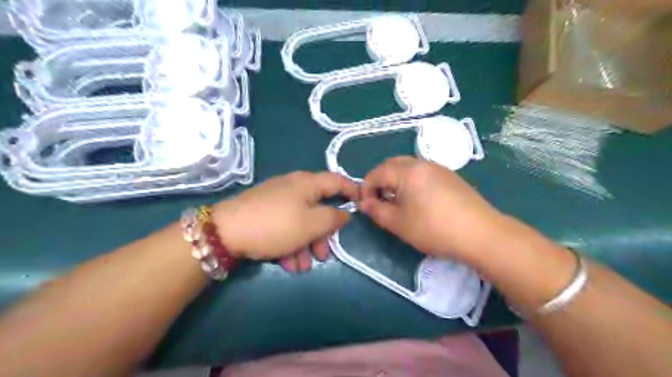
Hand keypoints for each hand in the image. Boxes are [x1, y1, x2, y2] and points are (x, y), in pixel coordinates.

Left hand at [210, 173, 359, 271]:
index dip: (352, 191)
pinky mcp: (264, 212)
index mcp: (308, 183)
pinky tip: (287, 264)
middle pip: (318, 207)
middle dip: (323, 234)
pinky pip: (284, 226)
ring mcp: (277, 200)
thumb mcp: (311, 224)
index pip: (337, 181)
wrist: (224, 232)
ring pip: (301, 221)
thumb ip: (333, 217)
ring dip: (305, 245)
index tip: (362, 205)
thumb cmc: (276, 225)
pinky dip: (290, 243)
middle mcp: (294, 187)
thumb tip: (345, 213)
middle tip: (323, 255)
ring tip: (301, 267)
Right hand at [360, 158, 506, 263]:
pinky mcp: (450, 177)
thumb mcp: (399, 223)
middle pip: (392, 165)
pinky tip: (418, 202)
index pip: (377, 173)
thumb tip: (364, 203)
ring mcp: (438, 168)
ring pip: (408, 168)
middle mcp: (422, 163)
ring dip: (395, 181)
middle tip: (379, 202)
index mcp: (407, 171)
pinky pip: (422, 173)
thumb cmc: (434, 229)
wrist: (481, 234)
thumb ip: (376, 210)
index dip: (366, 188)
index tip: (365, 206)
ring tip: (398, 203)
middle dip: (380, 181)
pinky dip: (411, 183)